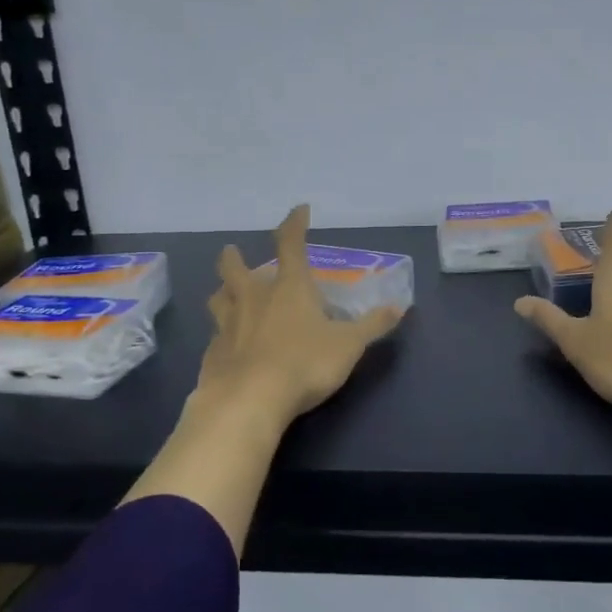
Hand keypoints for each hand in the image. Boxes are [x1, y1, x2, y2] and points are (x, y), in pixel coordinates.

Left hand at [196, 204, 403, 424]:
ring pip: (218, 298)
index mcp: (289, 288)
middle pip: (236, 268)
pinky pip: (216, 335)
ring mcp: (228, 325)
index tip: (298, 210)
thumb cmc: (305, 363)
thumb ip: (372, 325)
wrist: (248, 401)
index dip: (295, 224)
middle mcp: (254, 298)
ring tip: (225, 292)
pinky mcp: (213, 354)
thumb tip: (398, 307)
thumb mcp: (349, 344)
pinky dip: (221, 333)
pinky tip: (226, 342)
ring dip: (222, 291)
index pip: (291, 244)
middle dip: (235, 257)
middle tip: (233, 252)